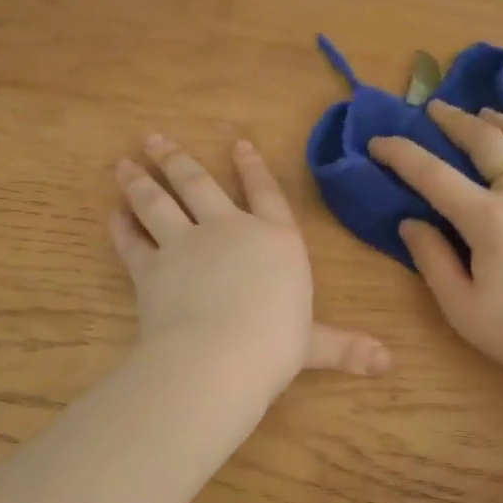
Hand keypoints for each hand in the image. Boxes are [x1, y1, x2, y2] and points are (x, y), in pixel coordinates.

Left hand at [111, 134, 390, 396]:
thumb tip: (388, 364)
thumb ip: (345, 347)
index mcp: (274, 240)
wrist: (219, 356)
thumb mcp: (315, 344)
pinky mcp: (151, 267)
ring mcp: (186, 244)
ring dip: (140, 180)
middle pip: (198, 184)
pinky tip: (113, 213)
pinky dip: (121, 225)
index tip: (238, 143)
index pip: (266, 193)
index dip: (252, 168)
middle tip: (154, 138)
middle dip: (177, 159)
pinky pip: (132, 240)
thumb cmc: (276, 344)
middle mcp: (229, 230)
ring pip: (158, 202)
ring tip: (124, 162)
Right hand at [369, 101, 502, 384]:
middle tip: (437, 108)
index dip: (401, 154)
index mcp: (489, 220)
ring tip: (491, 115)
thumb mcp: (463, 309)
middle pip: (488, 142)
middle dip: (457, 120)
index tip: (379, 142)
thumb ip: (433, 261)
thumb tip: (411, 223)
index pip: (433, 175)